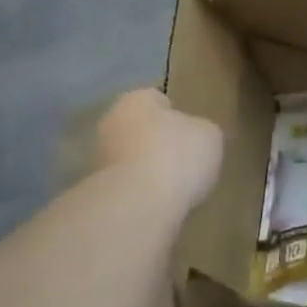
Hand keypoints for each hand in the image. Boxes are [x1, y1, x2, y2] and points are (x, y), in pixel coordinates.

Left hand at [95, 89, 223, 212]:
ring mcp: (98, 160)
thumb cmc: (177, 156)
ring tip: (173, 188)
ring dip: (146, 170)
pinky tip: (158, 205)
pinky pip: (125, 188)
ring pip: (129, 160)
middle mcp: (110, 124)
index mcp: (136, 100)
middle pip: (139, 129)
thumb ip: (201, 130)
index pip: (155, 99)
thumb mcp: (209, 135)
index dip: (175, 114)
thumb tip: (195, 137)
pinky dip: (139, 194)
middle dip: (156, 142)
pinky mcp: (96, 194)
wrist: (138, 207)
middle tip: (183, 160)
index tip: (190, 132)